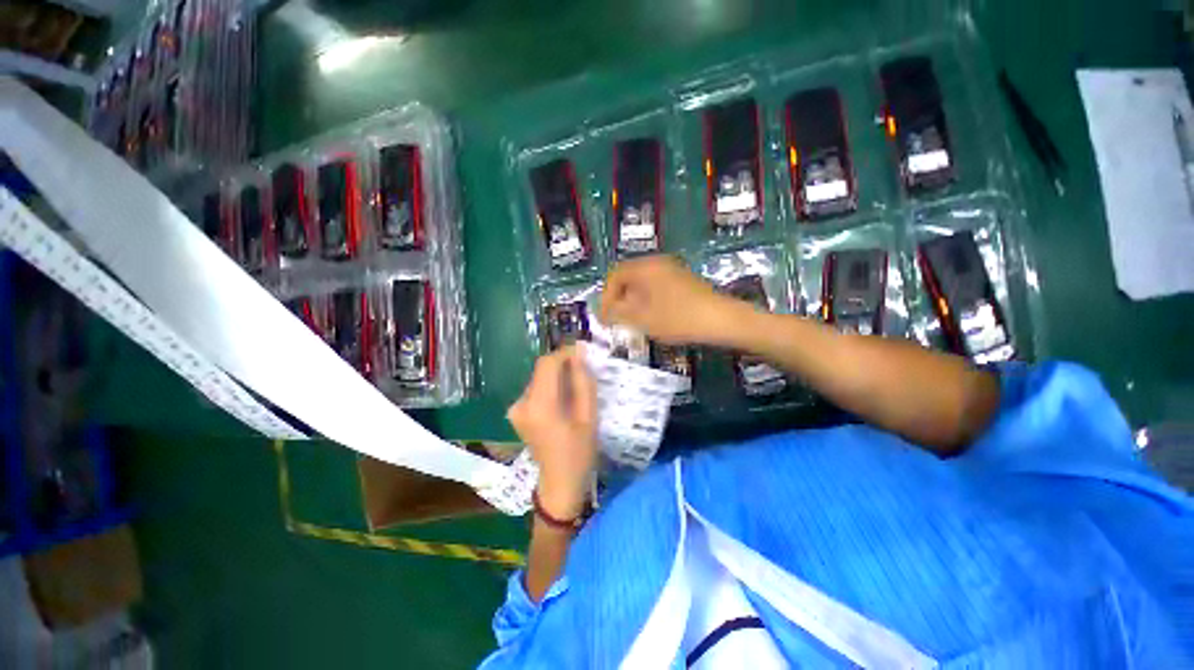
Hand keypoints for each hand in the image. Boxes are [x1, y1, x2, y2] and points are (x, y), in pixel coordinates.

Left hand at [507, 346, 597, 519]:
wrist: (559, 483)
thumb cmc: (579, 452)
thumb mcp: (589, 417)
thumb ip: (583, 382)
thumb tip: (579, 355)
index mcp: (540, 406)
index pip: (547, 364)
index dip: (565, 353)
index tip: (583, 353)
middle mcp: (521, 403)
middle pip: (542, 370)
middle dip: (563, 364)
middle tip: (584, 370)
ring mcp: (515, 409)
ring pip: (539, 378)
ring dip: (557, 375)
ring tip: (576, 386)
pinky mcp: (516, 412)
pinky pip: (536, 388)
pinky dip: (550, 386)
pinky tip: (563, 399)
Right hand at [601, 255, 751, 345]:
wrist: (721, 319)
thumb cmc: (678, 318)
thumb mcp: (643, 318)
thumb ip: (620, 313)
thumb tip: (606, 312)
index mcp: (645, 267)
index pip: (615, 275)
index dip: (606, 297)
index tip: (605, 317)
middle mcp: (657, 263)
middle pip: (628, 278)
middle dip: (618, 300)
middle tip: (615, 321)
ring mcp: (671, 270)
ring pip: (642, 284)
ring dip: (632, 302)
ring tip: (630, 322)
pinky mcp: (681, 280)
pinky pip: (655, 287)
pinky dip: (646, 301)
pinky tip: (649, 318)